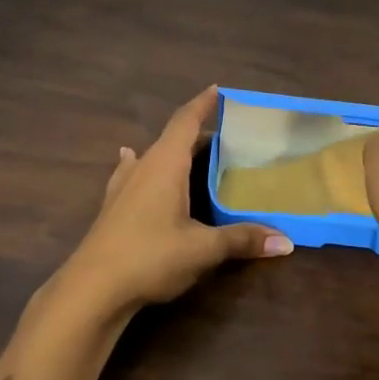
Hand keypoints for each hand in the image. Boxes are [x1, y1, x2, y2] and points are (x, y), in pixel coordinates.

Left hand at [58, 86, 292, 318]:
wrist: (92, 289)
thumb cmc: (150, 256)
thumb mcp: (202, 249)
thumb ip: (242, 239)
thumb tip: (286, 242)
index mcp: (165, 164)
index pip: (186, 121)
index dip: (203, 104)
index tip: (219, 90)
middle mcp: (143, 167)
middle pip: (172, 138)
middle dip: (198, 132)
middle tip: (228, 135)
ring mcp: (123, 186)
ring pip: (152, 156)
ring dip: (173, 151)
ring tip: (192, 150)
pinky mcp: (113, 207)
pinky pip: (133, 173)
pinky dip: (142, 165)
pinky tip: (131, 162)